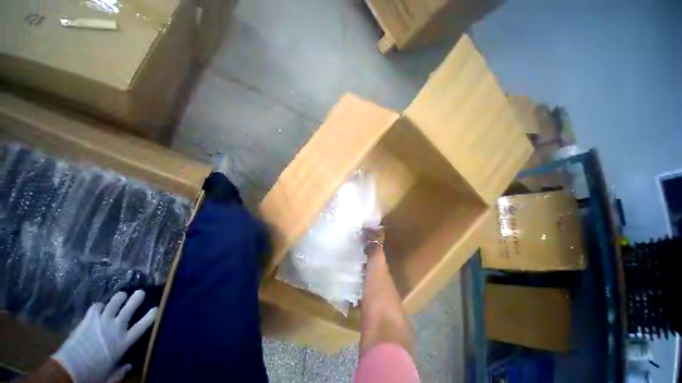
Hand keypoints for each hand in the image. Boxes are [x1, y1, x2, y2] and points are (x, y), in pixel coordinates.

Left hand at [52, 290, 157, 382]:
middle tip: (140, 292)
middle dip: (137, 297)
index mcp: (124, 342)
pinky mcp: (89, 319)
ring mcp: (102, 322)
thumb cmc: (93, 375)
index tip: (156, 308)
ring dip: (119, 298)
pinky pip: (97, 307)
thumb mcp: (109, 377)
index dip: (151, 315)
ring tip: (121, 296)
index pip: (143, 325)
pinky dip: (99, 306)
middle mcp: (116, 328)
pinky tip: (99, 308)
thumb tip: (129, 366)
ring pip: (114, 302)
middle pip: (130, 308)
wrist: (69, 371)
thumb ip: (120, 371)